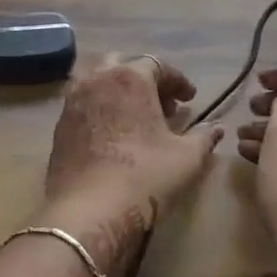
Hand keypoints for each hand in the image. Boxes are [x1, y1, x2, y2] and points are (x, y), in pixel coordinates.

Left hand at [41, 55, 222, 276]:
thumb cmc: (145, 176)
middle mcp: (97, 79)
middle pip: (122, 64)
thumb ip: (204, 137)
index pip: (158, 65)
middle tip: (162, 104)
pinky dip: (100, 107)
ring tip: (134, 115)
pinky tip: (112, 133)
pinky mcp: (59, 125)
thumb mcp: (186, 158)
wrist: (88, 212)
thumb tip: (217, 128)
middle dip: (144, 79)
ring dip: (118, 90)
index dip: (177, 81)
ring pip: (97, 80)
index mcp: (130, 78)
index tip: (189, 98)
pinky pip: (83, 103)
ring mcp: (73, 101)